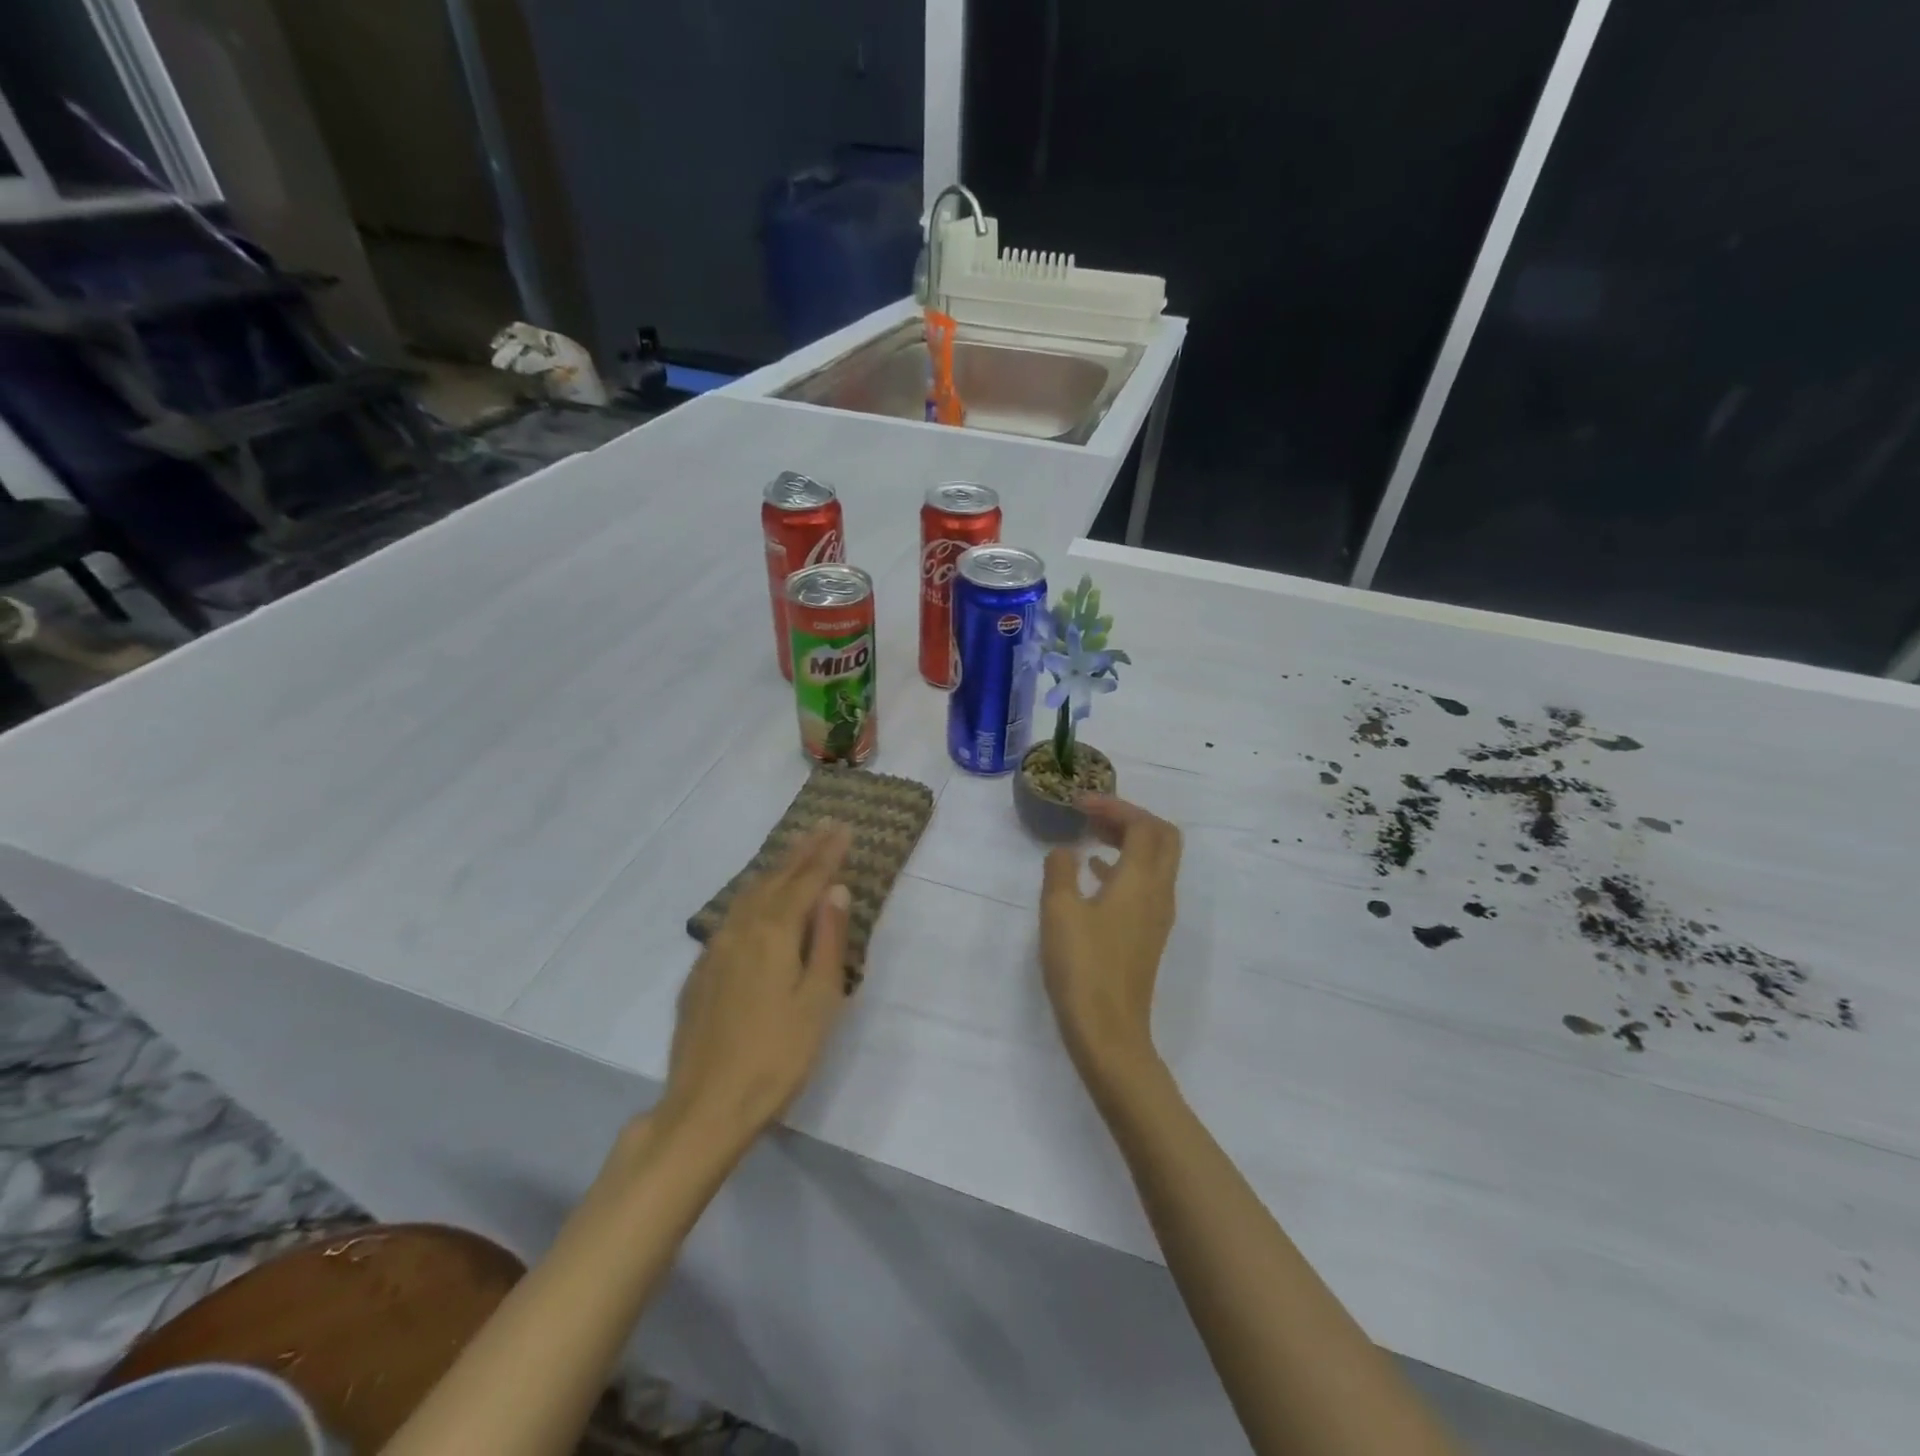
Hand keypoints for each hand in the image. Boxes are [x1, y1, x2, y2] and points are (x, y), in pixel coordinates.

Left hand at [661, 823, 853, 1144]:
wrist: (706, 1106)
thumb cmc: (778, 1056)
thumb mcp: (819, 1000)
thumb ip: (829, 941)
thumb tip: (836, 891)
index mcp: (773, 933)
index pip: (806, 881)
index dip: (827, 854)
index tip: (844, 828)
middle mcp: (740, 930)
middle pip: (775, 879)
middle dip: (801, 852)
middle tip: (823, 827)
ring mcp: (715, 950)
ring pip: (748, 894)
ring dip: (775, 869)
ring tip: (794, 851)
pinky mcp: (701, 971)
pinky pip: (732, 915)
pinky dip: (753, 895)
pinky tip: (757, 900)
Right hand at [1039, 796, 1182, 1082]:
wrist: (1108, 1031)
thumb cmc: (1083, 966)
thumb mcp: (1059, 910)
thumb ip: (1060, 871)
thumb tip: (1065, 852)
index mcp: (1142, 880)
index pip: (1143, 825)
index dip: (1114, 806)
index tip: (1079, 803)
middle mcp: (1159, 892)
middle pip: (1162, 838)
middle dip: (1130, 818)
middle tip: (1094, 816)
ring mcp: (1157, 916)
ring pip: (1156, 862)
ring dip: (1128, 841)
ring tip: (1090, 836)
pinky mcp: (1148, 935)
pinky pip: (1145, 885)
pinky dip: (1124, 867)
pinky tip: (1095, 874)